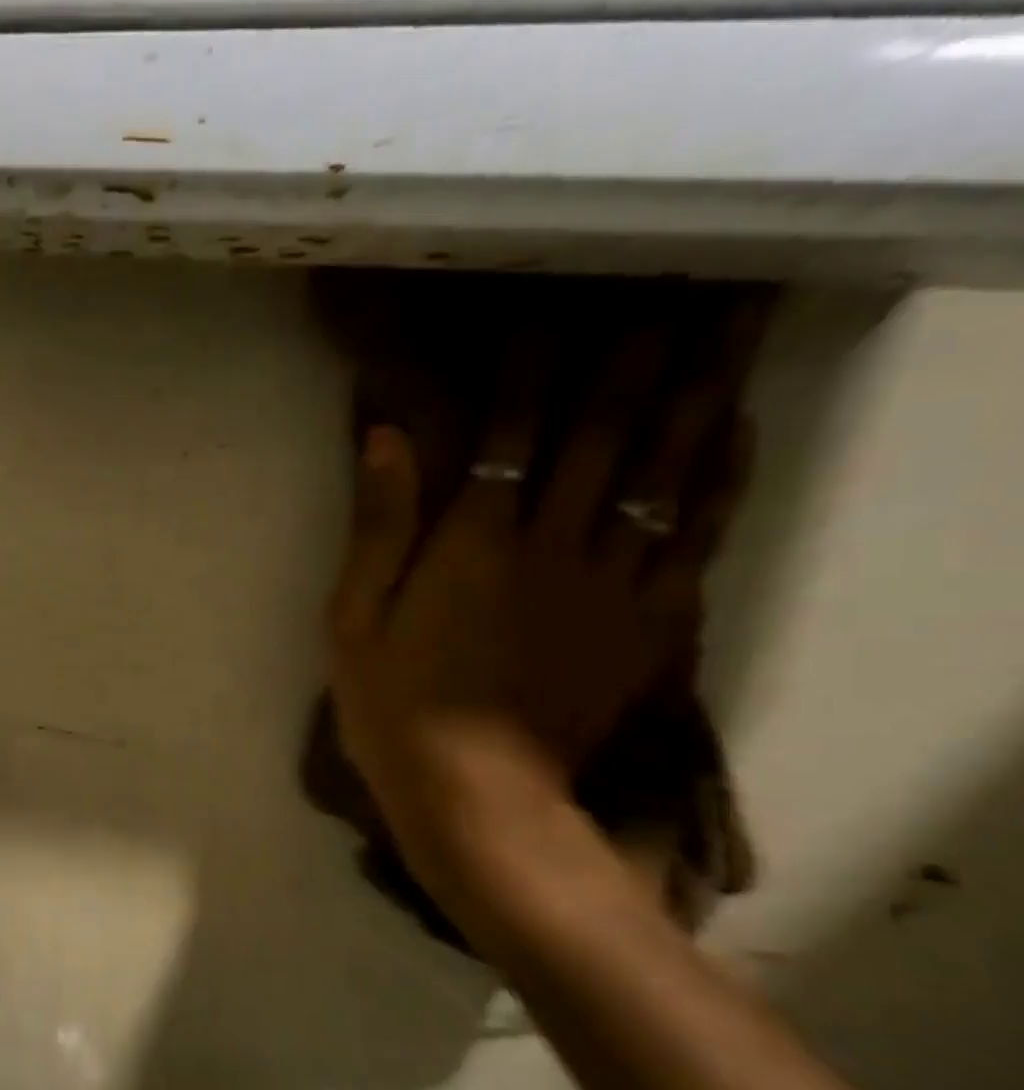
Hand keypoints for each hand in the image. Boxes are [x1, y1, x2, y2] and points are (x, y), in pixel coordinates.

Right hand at [327, 307, 757, 841]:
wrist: (476, 796)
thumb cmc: (395, 707)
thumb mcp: (354, 621)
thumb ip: (378, 527)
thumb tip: (387, 437)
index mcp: (474, 542)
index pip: (513, 429)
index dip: (534, 364)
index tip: (550, 308)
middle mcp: (553, 545)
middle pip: (604, 435)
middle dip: (633, 359)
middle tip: (667, 293)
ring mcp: (611, 584)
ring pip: (665, 473)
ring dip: (693, 397)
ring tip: (723, 333)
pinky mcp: (647, 625)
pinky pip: (697, 540)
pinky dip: (721, 482)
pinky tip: (735, 436)